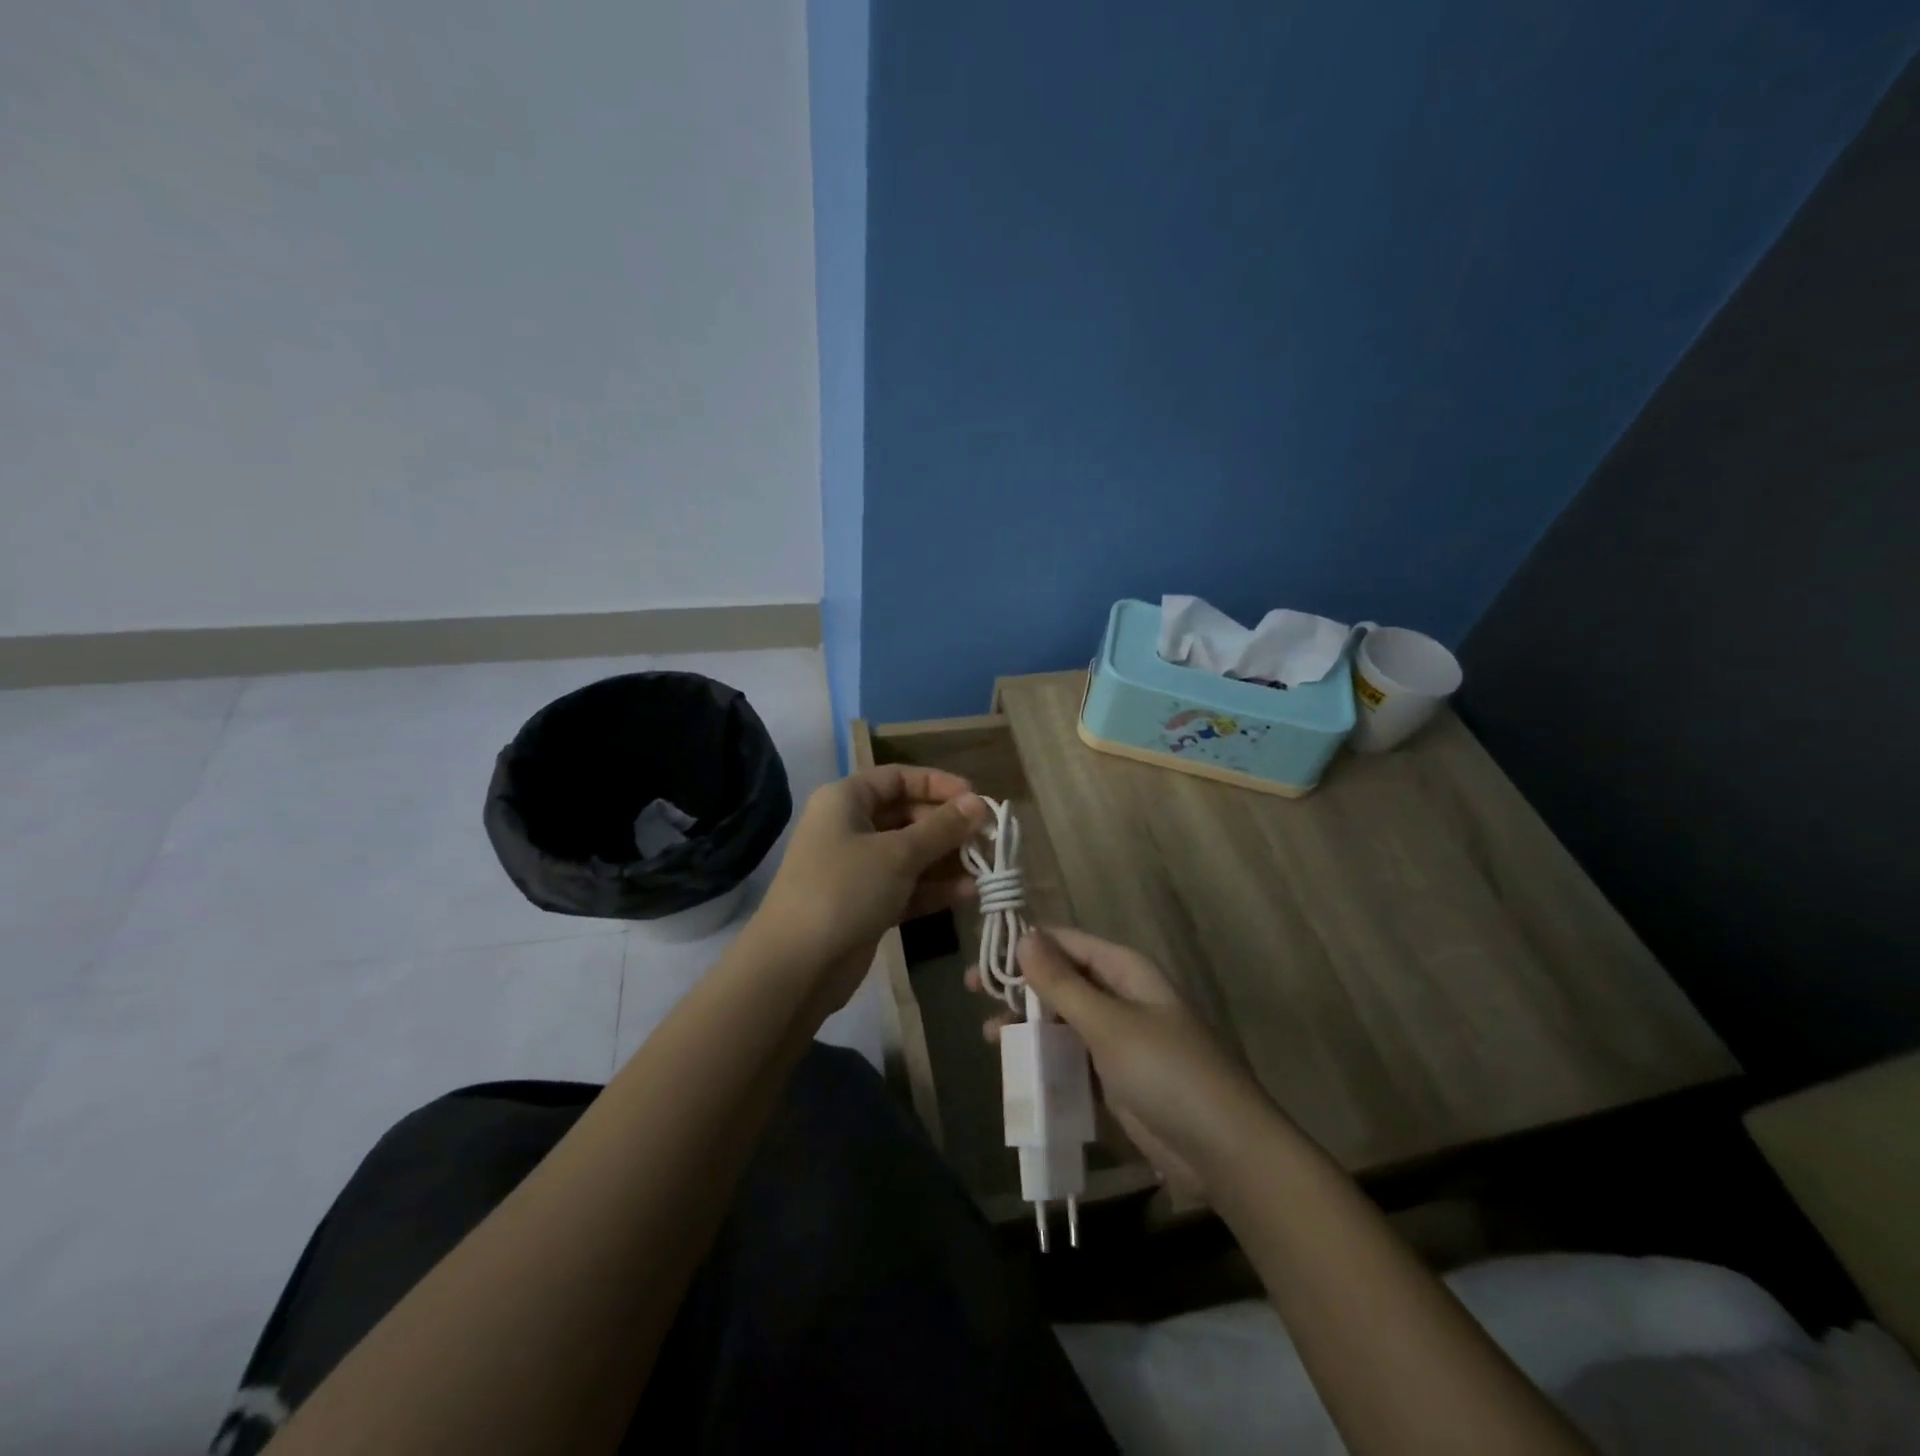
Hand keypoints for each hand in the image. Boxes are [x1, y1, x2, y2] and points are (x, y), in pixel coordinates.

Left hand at [755, 765, 988, 1008]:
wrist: (796, 966)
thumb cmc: (845, 889)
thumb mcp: (898, 853)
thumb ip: (942, 828)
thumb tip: (980, 803)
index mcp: (846, 800)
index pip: (898, 778)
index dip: (938, 784)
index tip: (976, 799)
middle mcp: (849, 828)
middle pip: (906, 816)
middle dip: (947, 827)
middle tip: (987, 838)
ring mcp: (855, 869)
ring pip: (909, 854)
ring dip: (946, 860)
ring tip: (986, 868)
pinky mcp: (864, 904)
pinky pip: (905, 887)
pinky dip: (933, 889)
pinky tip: (967, 894)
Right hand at [972, 928, 1270, 1197]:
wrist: (1223, 1150)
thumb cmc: (1166, 1072)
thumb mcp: (1108, 1023)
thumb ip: (1062, 983)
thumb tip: (1024, 936)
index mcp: (1125, 971)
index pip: (1067, 943)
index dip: (1026, 943)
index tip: (984, 951)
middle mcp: (1120, 997)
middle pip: (1061, 981)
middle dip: (1020, 986)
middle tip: (974, 991)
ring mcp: (1118, 1040)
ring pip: (1062, 1021)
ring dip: (1028, 1025)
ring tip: (991, 1037)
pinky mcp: (1115, 1080)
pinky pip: (1071, 1059)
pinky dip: (1046, 1060)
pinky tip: (1018, 1070)